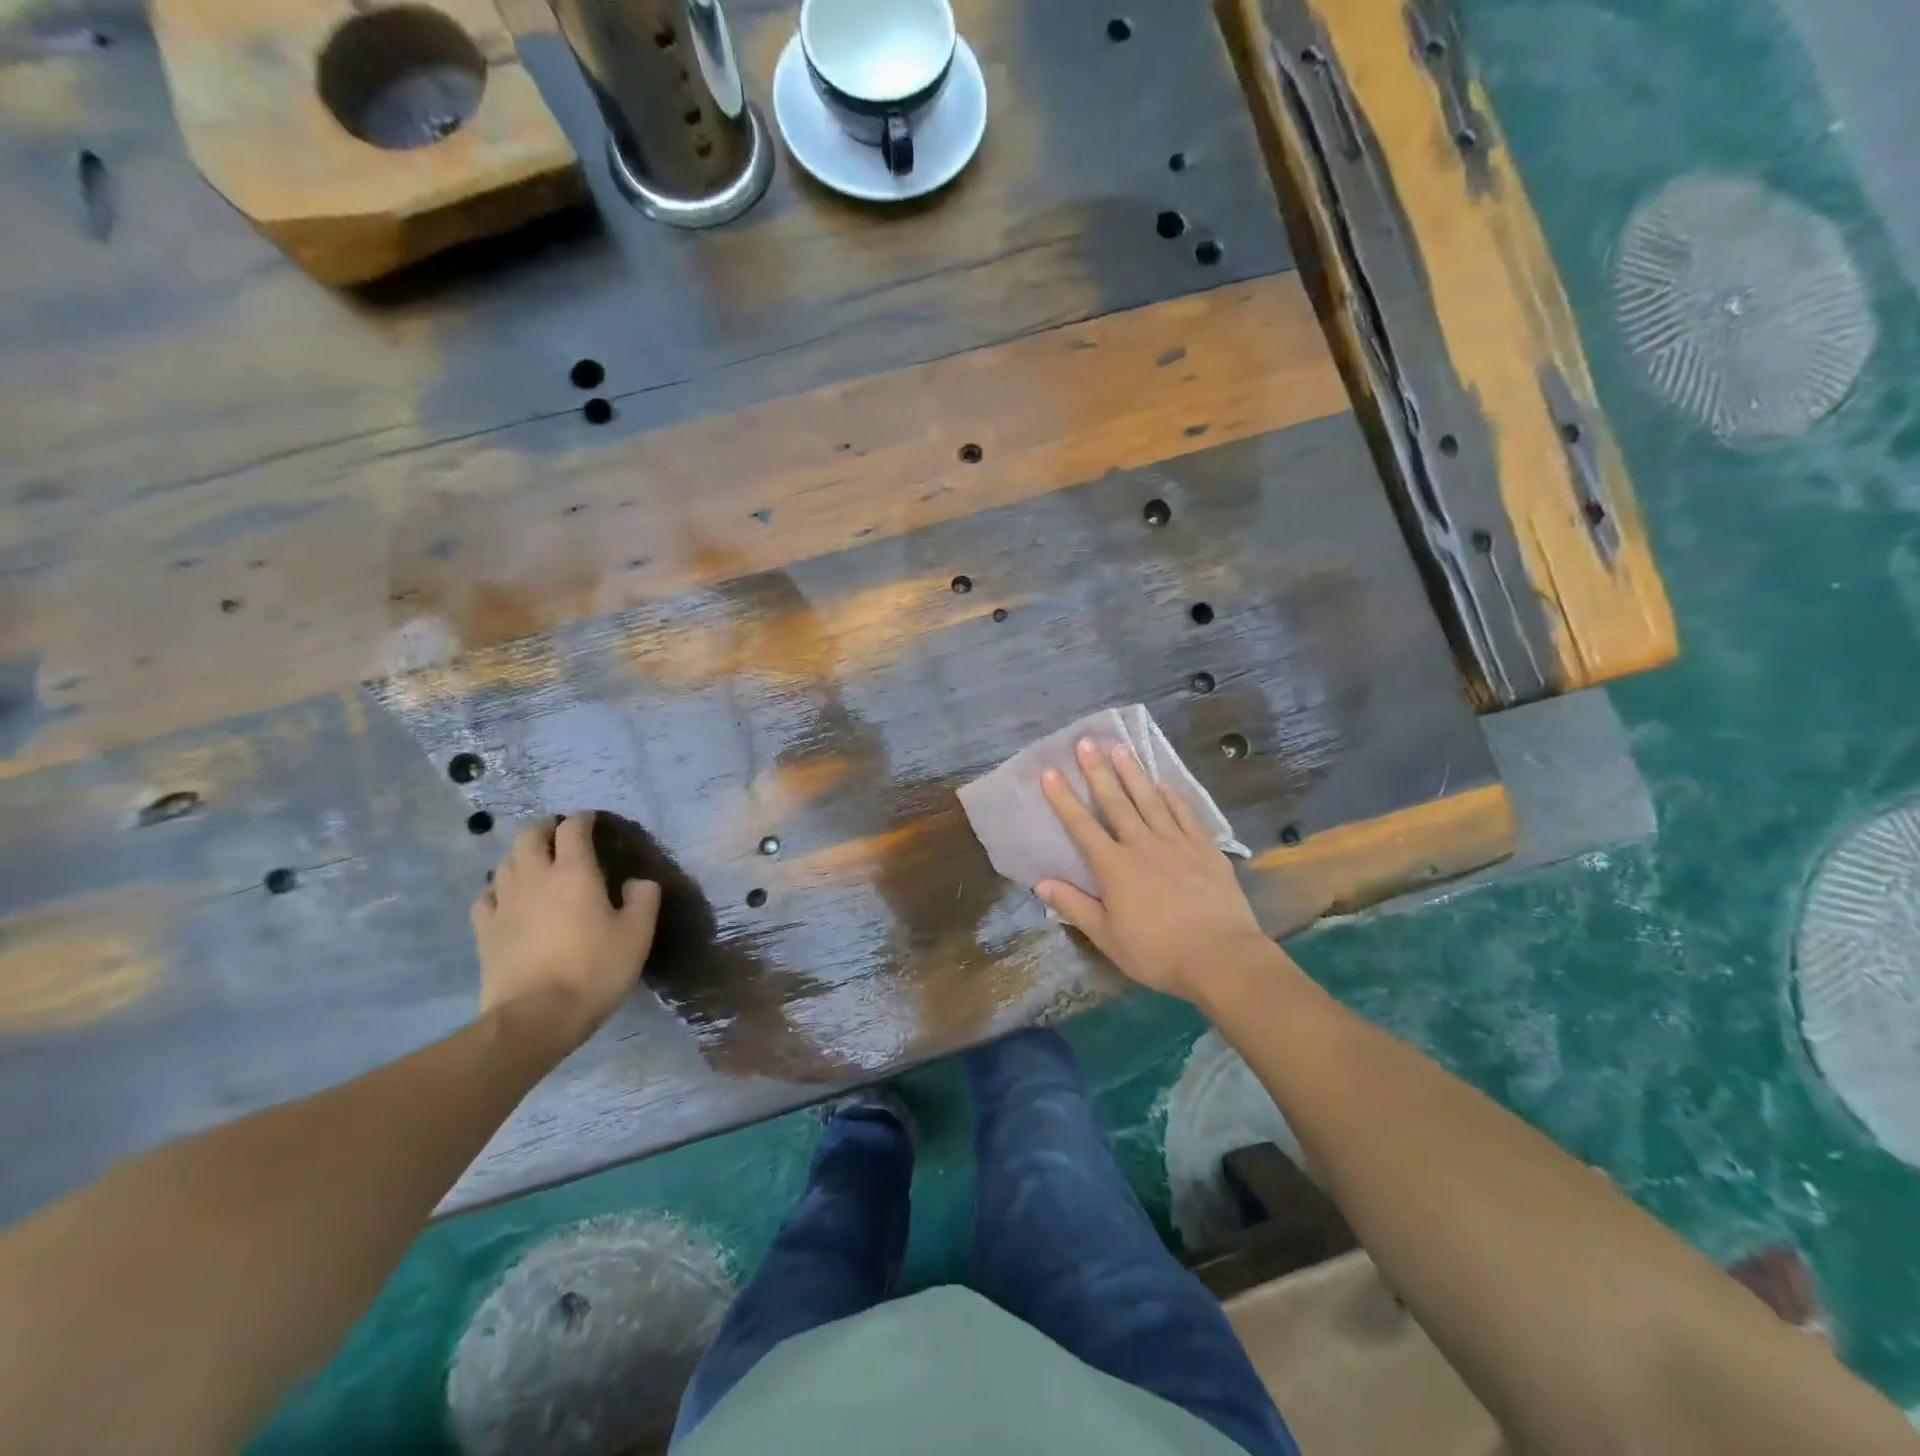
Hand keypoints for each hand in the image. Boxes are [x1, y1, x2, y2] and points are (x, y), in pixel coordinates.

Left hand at [471, 812, 661, 1046]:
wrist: (536, 1016)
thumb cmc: (594, 969)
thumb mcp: (638, 934)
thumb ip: (643, 899)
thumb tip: (638, 882)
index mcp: (575, 872)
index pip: (573, 830)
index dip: (583, 819)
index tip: (591, 819)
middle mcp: (536, 878)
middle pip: (530, 836)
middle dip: (544, 827)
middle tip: (558, 830)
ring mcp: (505, 903)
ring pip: (505, 862)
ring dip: (521, 853)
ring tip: (534, 859)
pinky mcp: (485, 930)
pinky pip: (486, 896)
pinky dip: (497, 887)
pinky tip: (505, 896)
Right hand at [1037, 739, 1271, 1004]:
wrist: (1221, 957)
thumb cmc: (1158, 952)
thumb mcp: (1108, 937)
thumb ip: (1075, 907)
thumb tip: (1041, 883)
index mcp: (1114, 867)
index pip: (1082, 826)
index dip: (1063, 798)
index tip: (1049, 771)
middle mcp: (1142, 845)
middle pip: (1116, 802)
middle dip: (1098, 771)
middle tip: (1086, 742)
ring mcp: (1176, 843)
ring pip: (1149, 800)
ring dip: (1133, 773)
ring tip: (1120, 748)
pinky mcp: (1205, 849)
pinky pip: (1185, 815)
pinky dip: (1173, 798)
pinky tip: (1164, 785)